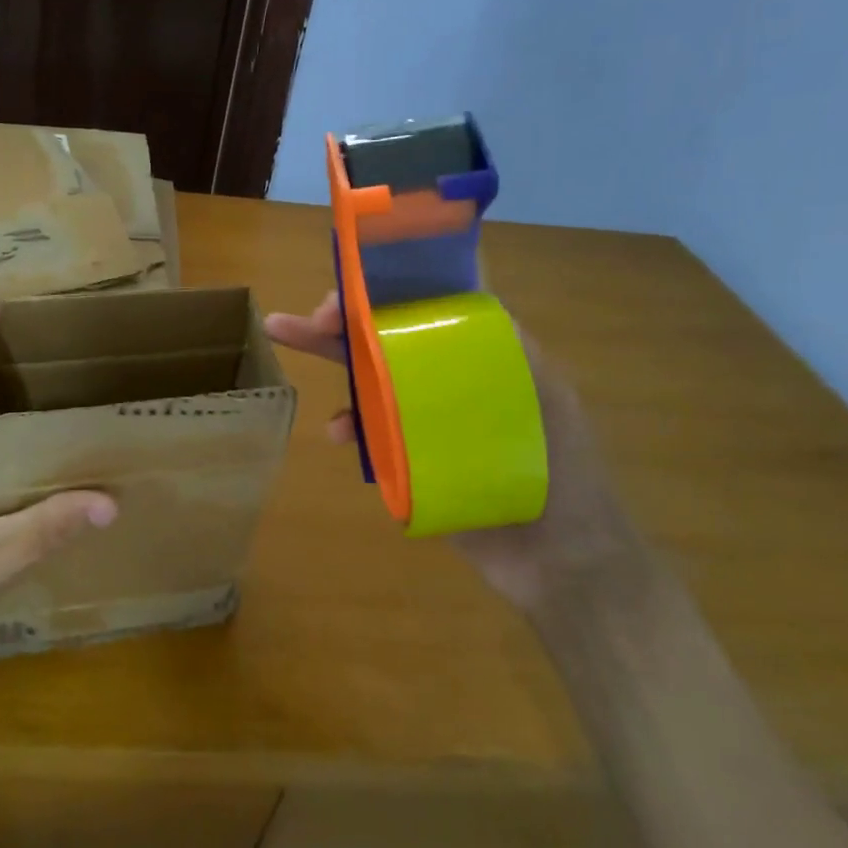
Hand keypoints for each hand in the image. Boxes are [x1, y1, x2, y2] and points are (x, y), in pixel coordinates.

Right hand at [265, 292, 639, 612]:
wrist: (557, 560)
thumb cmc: (560, 472)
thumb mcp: (547, 396)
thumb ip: (510, 347)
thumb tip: (468, 291)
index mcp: (479, 358)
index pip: (428, 309)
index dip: (392, 291)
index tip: (359, 287)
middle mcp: (446, 381)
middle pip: (389, 338)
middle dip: (346, 320)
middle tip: (307, 316)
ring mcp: (424, 420)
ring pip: (370, 379)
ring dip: (331, 357)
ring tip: (287, 337)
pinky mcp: (407, 457)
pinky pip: (368, 431)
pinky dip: (346, 423)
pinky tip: (337, 432)